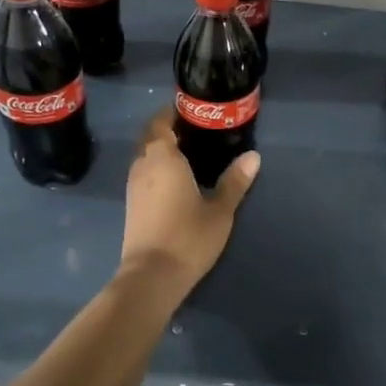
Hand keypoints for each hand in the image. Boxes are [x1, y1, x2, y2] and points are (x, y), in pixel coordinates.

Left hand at [118, 112, 259, 296]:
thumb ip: (235, 181)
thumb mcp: (220, 210)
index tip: (191, 110)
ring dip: (161, 151)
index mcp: (163, 158)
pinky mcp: (132, 206)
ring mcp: (133, 187)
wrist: (152, 276)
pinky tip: (177, 180)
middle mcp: (143, 166)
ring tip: (189, 153)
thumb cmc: (188, 237)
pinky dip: (157, 169)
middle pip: (150, 138)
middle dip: (167, 130)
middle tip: (195, 130)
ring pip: (145, 157)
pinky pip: (144, 175)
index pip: (160, 123)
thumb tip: (253, 156)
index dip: (172, 113)